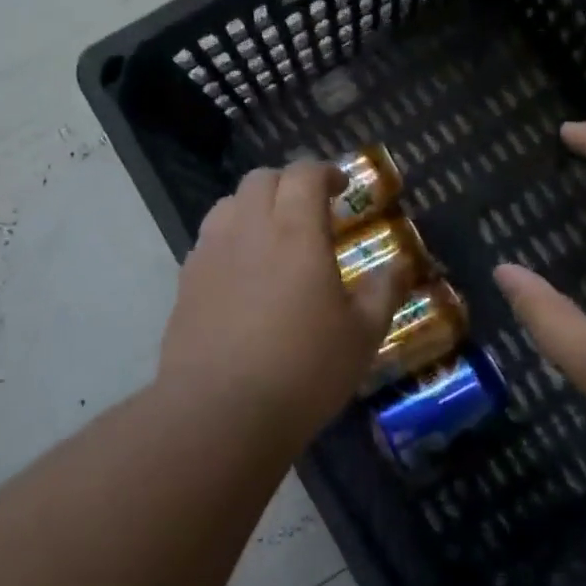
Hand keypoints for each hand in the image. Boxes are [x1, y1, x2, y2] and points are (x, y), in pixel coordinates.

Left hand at [157, 162, 403, 439]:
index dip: (324, 171)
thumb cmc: (303, 370)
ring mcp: (210, 254)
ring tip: (272, 235)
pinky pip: (208, 240)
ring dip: (254, 206)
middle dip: (289, 182)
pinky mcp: (186, 283)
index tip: (342, 187)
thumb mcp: (362, 335)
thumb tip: (399, 266)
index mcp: (296, 232)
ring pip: (228, 204)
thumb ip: (384, 292)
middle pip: (261, 179)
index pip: (304, 174)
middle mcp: (248, 229)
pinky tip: (242, 273)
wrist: (220, 413)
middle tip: (310, 208)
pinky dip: (230, 238)